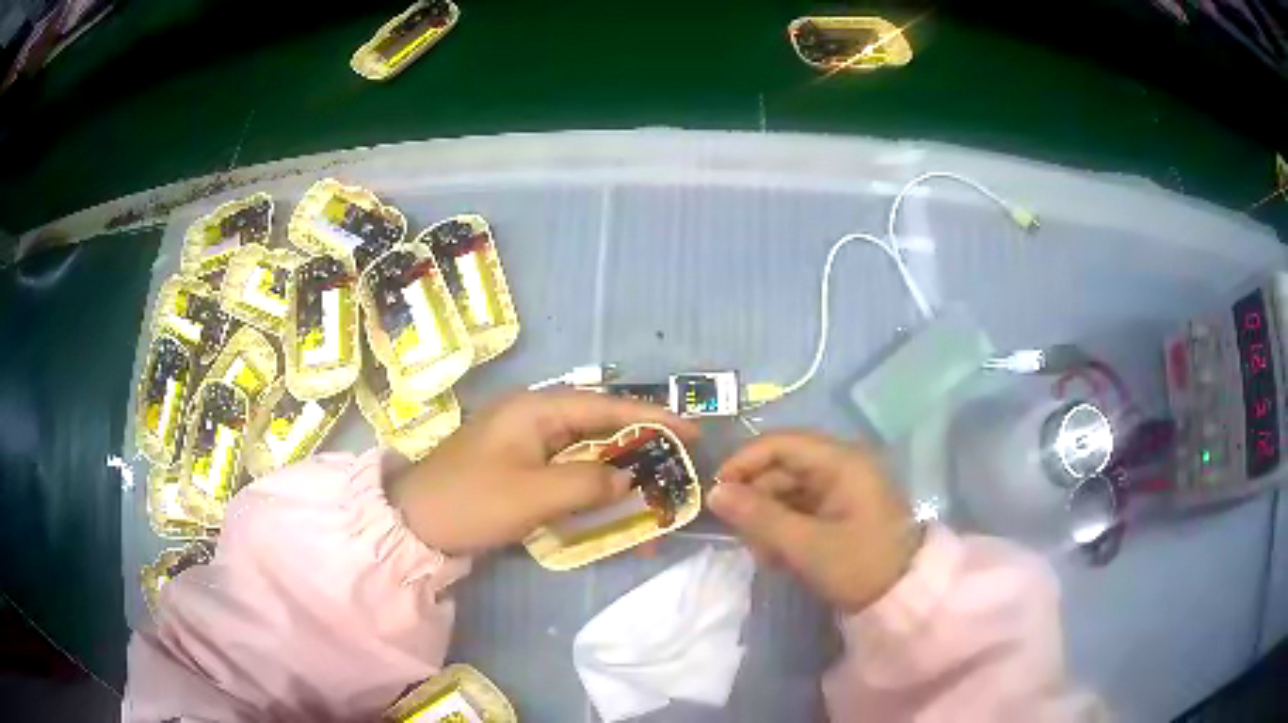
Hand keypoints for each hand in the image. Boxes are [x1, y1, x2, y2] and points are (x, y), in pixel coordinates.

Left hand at [387, 390, 698, 555]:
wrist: (415, 523)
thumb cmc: (472, 501)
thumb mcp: (534, 495)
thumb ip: (588, 483)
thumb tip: (627, 479)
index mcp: (536, 409)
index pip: (607, 407)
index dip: (653, 418)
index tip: (692, 432)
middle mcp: (534, 417)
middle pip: (599, 426)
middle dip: (639, 447)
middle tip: (677, 466)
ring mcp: (524, 442)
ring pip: (585, 451)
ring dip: (617, 471)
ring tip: (653, 490)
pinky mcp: (519, 467)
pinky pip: (566, 471)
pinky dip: (591, 486)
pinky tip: (611, 503)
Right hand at [709, 431, 919, 613]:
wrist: (904, 597)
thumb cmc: (860, 565)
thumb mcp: (807, 546)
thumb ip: (759, 517)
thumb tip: (714, 493)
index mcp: (841, 461)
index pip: (780, 443)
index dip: (744, 462)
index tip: (716, 493)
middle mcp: (841, 465)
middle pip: (782, 468)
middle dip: (757, 501)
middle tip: (743, 538)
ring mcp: (842, 488)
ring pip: (788, 491)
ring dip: (769, 520)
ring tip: (765, 556)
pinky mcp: (841, 510)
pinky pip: (801, 508)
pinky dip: (785, 529)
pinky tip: (780, 558)